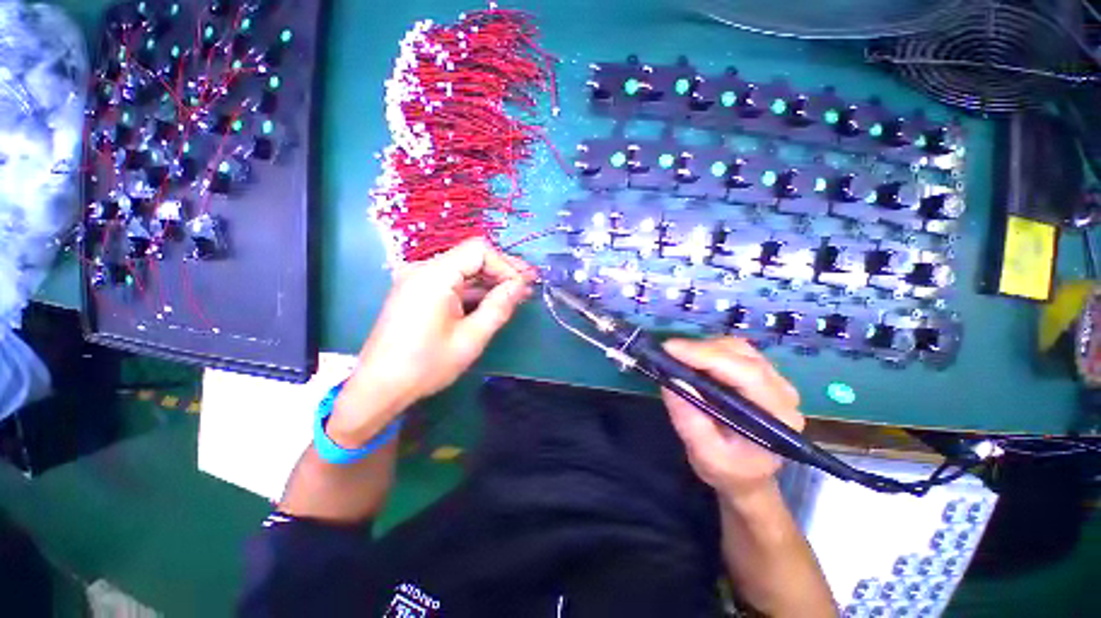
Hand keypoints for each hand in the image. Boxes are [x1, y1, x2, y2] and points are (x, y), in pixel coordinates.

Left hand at [329, 238, 535, 445]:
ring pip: (463, 270)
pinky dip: (473, 290)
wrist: (379, 387)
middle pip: (471, 257)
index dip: (506, 265)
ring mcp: (418, 280)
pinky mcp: (417, 292)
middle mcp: (423, 269)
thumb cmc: (426, 365)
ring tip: (517, 293)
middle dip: (502, 271)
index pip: (479, 250)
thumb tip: (520, 286)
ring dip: (490, 281)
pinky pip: (452, 282)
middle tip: (529, 285)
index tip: (522, 287)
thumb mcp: (471, 338)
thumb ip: (499, 307)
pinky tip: (492, 300)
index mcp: (434, 275)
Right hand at [661, 337, 803, 498]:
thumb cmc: (728, 470)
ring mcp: (775, 380)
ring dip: (704, 348)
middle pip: (742, 354)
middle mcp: (782, 392)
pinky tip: (694, 361)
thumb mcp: (705, 455)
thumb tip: (671, 380)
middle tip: (668, 354)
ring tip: (678, 358)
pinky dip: (710, 351)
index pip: (746, 373)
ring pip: (738, 348)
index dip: (706, 355)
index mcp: (776, 416)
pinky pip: (736, 352)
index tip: (670, 349)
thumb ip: (689, 420)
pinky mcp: (762, 375)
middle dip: (701, 349)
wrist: (747, 477)